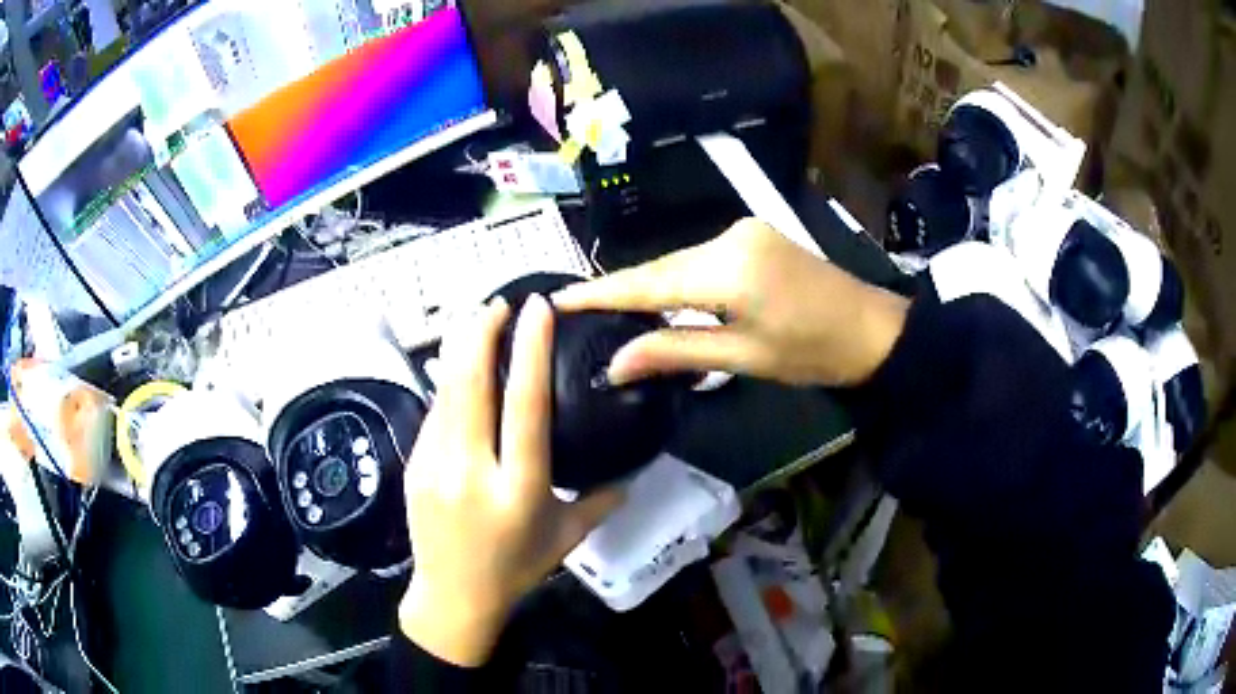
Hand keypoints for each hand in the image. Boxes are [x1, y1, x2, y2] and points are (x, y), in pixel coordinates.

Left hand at [399, 296, 622, 666]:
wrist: (453, 597)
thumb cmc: (515, 569)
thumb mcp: (566, 538)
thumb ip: (601, 502)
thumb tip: (633, 475)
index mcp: (518, 488)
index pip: (524, 406)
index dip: (530, 350)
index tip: (535, 308)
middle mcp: (472, 471)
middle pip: (470, 384)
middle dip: (480, 332)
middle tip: (496, 303)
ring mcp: (434, 467)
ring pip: (445, 392)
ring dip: (460, 350)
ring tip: (476, 322)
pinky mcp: (413, 467)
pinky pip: (433, 414)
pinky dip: (448, 385)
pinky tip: (459, 374)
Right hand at [553, 218, 909, 386]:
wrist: (874, 328)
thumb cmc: (814, 353)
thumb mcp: (744, 358)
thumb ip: (676, 352)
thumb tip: (614, 363)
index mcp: (728, 269)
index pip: (648, 281)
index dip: (600, 292)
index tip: (557, 299)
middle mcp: (729, 237)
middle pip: (661, 267)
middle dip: (621, 290)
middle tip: (577, 311)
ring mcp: (743, 231)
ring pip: (679, 261)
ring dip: (650, 285)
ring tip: (611, 309)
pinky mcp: (754, 236)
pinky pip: (701, 257)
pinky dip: (678, 279)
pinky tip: (662, 297)